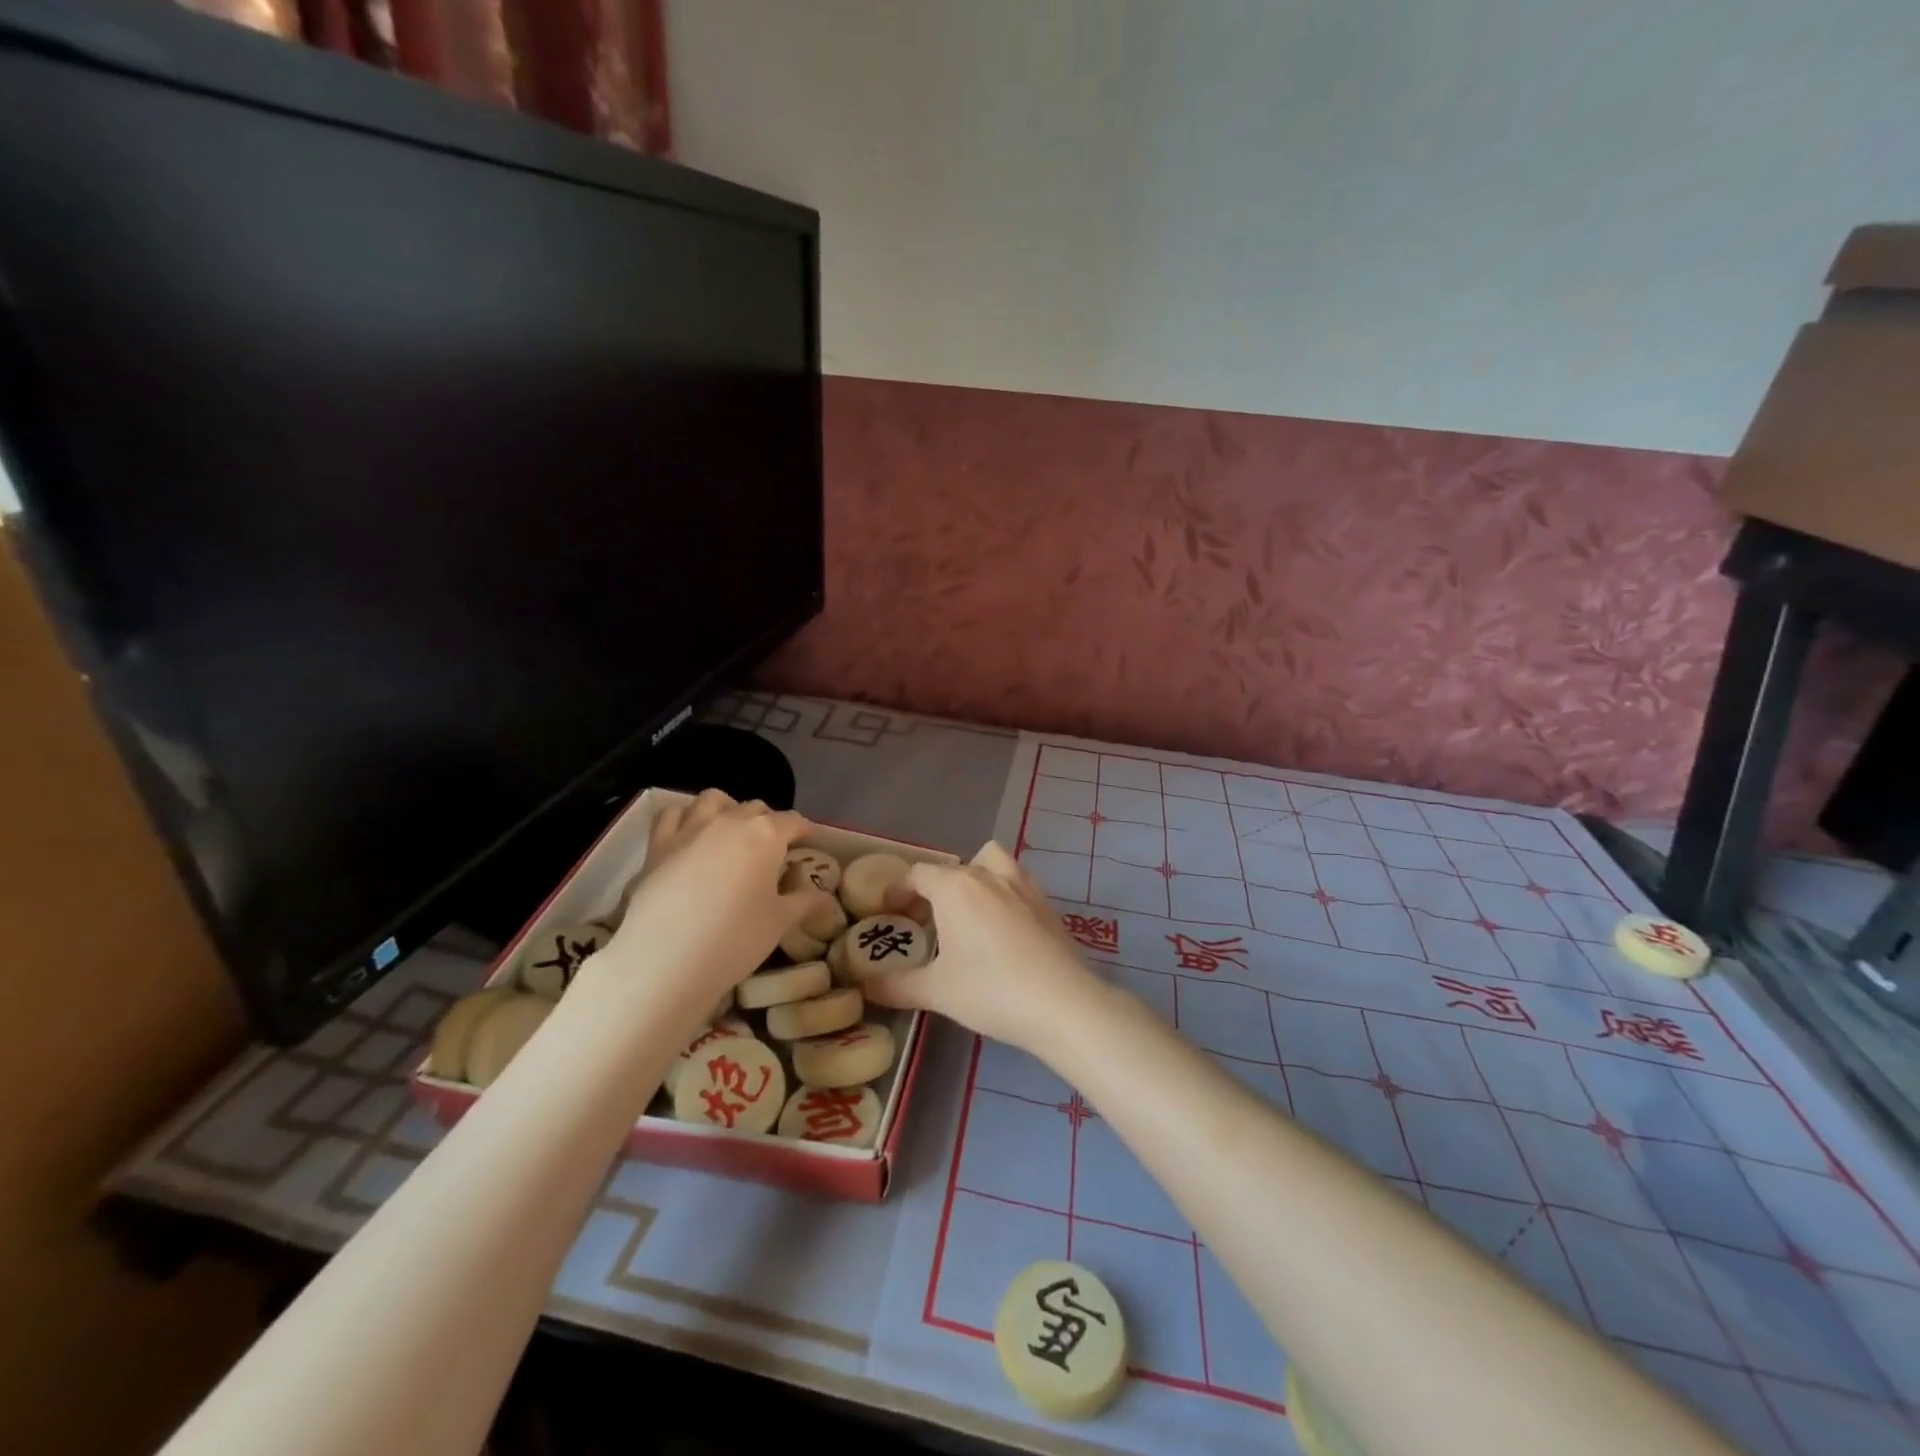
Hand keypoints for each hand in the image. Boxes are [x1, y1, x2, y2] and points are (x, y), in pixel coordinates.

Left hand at [603, 790, 828, 1000]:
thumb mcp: (779, 922)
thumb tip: (826, 899)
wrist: (665, 958)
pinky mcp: (657, 844)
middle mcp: (730, 820)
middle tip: (773, 850)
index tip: (811, 844)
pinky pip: (673, 814)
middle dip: (768, 823)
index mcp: (766, 834)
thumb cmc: (734, 938)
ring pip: (713, 800)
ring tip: (731, 833)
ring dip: (728, 809)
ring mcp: (690, 827)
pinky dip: (685, 817)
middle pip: (756, 808)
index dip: (806, 831)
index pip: (793, 821)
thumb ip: (804, 903)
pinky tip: (690, 835)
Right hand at [862, 842, 1099, 1056]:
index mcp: (956, 888)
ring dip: (974, 876)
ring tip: (967, 912)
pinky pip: (1017, 882)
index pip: (918, 874)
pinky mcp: (1047, 904)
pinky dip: (1003, 893)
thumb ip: (896, 986)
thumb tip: (866, 987)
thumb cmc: (991, 990)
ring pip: (991, 862)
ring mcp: (1023, 886)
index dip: (899, 890)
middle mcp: (989, 875)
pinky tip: (1002, 928)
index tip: (890, 912)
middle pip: (953, 868)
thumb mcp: (936, 991)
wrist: (1063, 1004)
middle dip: (933, 890)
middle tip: (924, 923)